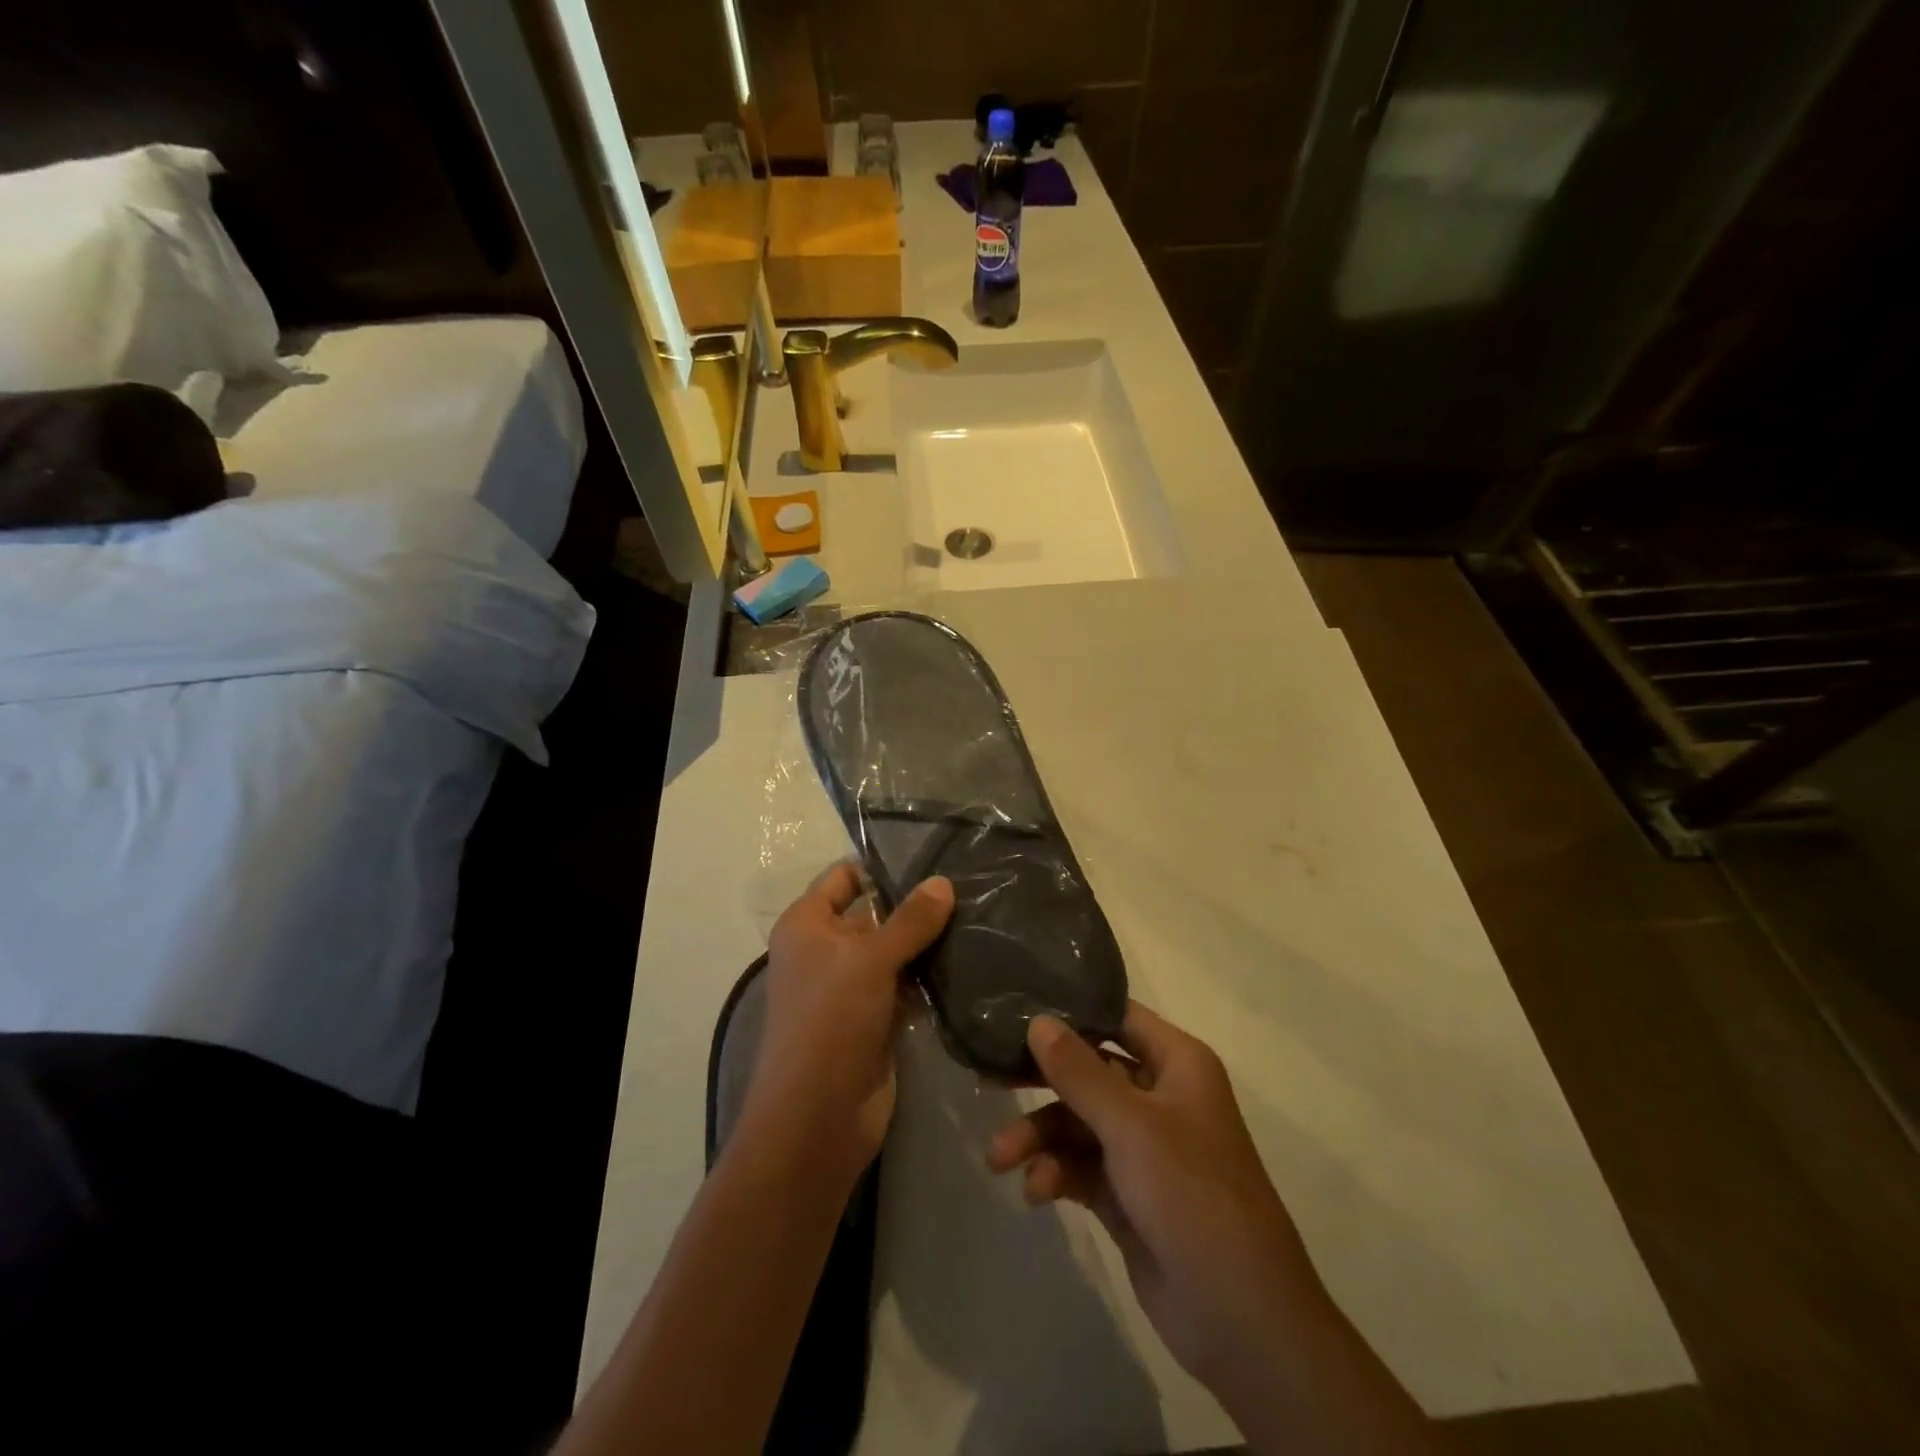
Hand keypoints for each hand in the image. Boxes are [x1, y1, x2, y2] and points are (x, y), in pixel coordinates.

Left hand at [741, 864, 954, 1183]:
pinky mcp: (874, 1019)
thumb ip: (910, 920)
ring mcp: (850, 987)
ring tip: (980, 918)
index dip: (882, 868)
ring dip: (928, 944)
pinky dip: (929, 978)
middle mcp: (825, 950)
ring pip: (894, 952)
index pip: (845, 877)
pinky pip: (905, 986)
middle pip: (874, 914)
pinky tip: (969, 962)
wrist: (817, 1119)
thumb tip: (943, 882)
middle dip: (916, 906)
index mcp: (807, 924)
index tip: (934, 858)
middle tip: (970, 888)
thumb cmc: (830, 1021)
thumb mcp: (869, 960)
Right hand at [987, 1004, 1329, 1400]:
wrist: (1242, 1320)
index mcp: (1177, 1064)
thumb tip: (1038, 1020)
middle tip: (990, 1080)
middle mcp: (1160, 1097)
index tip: (1017, 1011)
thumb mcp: (1131, 1126)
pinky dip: (1056, 1174)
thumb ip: (1079, 1072)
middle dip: (1042, 1081)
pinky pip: (1080, 1167)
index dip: (1071, 1011)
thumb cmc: (1193, 1196)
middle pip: (1089, 1071)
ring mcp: (1144, 1149)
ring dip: (1040, 1138)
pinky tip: (1036, 1192)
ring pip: (1078, 1123)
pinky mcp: (1127, 1194)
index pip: (1117, 1017)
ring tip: (1001, 1160)